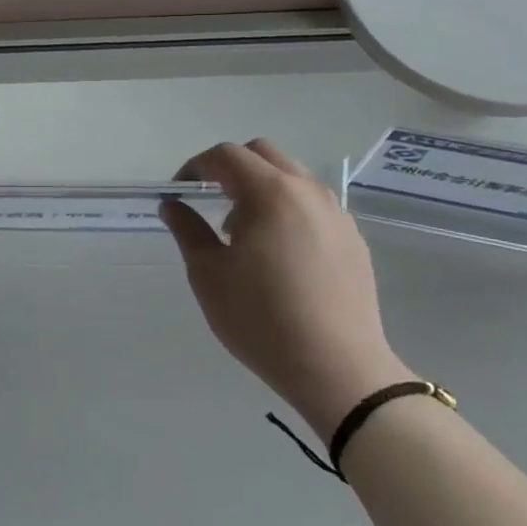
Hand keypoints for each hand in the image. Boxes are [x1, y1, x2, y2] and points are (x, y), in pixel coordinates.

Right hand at [161, 139, 409, 435]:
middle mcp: (307, 191)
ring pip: (291, 177)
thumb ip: (187, 230)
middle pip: (262, 154)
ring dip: (261, 187)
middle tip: (210, 202)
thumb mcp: (209, 276)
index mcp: (270, 193)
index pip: (226, 156)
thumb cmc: (262, 320)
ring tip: (244, 232)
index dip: (196, 166)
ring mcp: (336, 213)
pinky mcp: (353, 239)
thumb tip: (173, 204)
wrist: (339, 371)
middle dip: (230, 168)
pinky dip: (288, 209)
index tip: (180, 193)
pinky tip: (279, 254)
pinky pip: (313, 205)